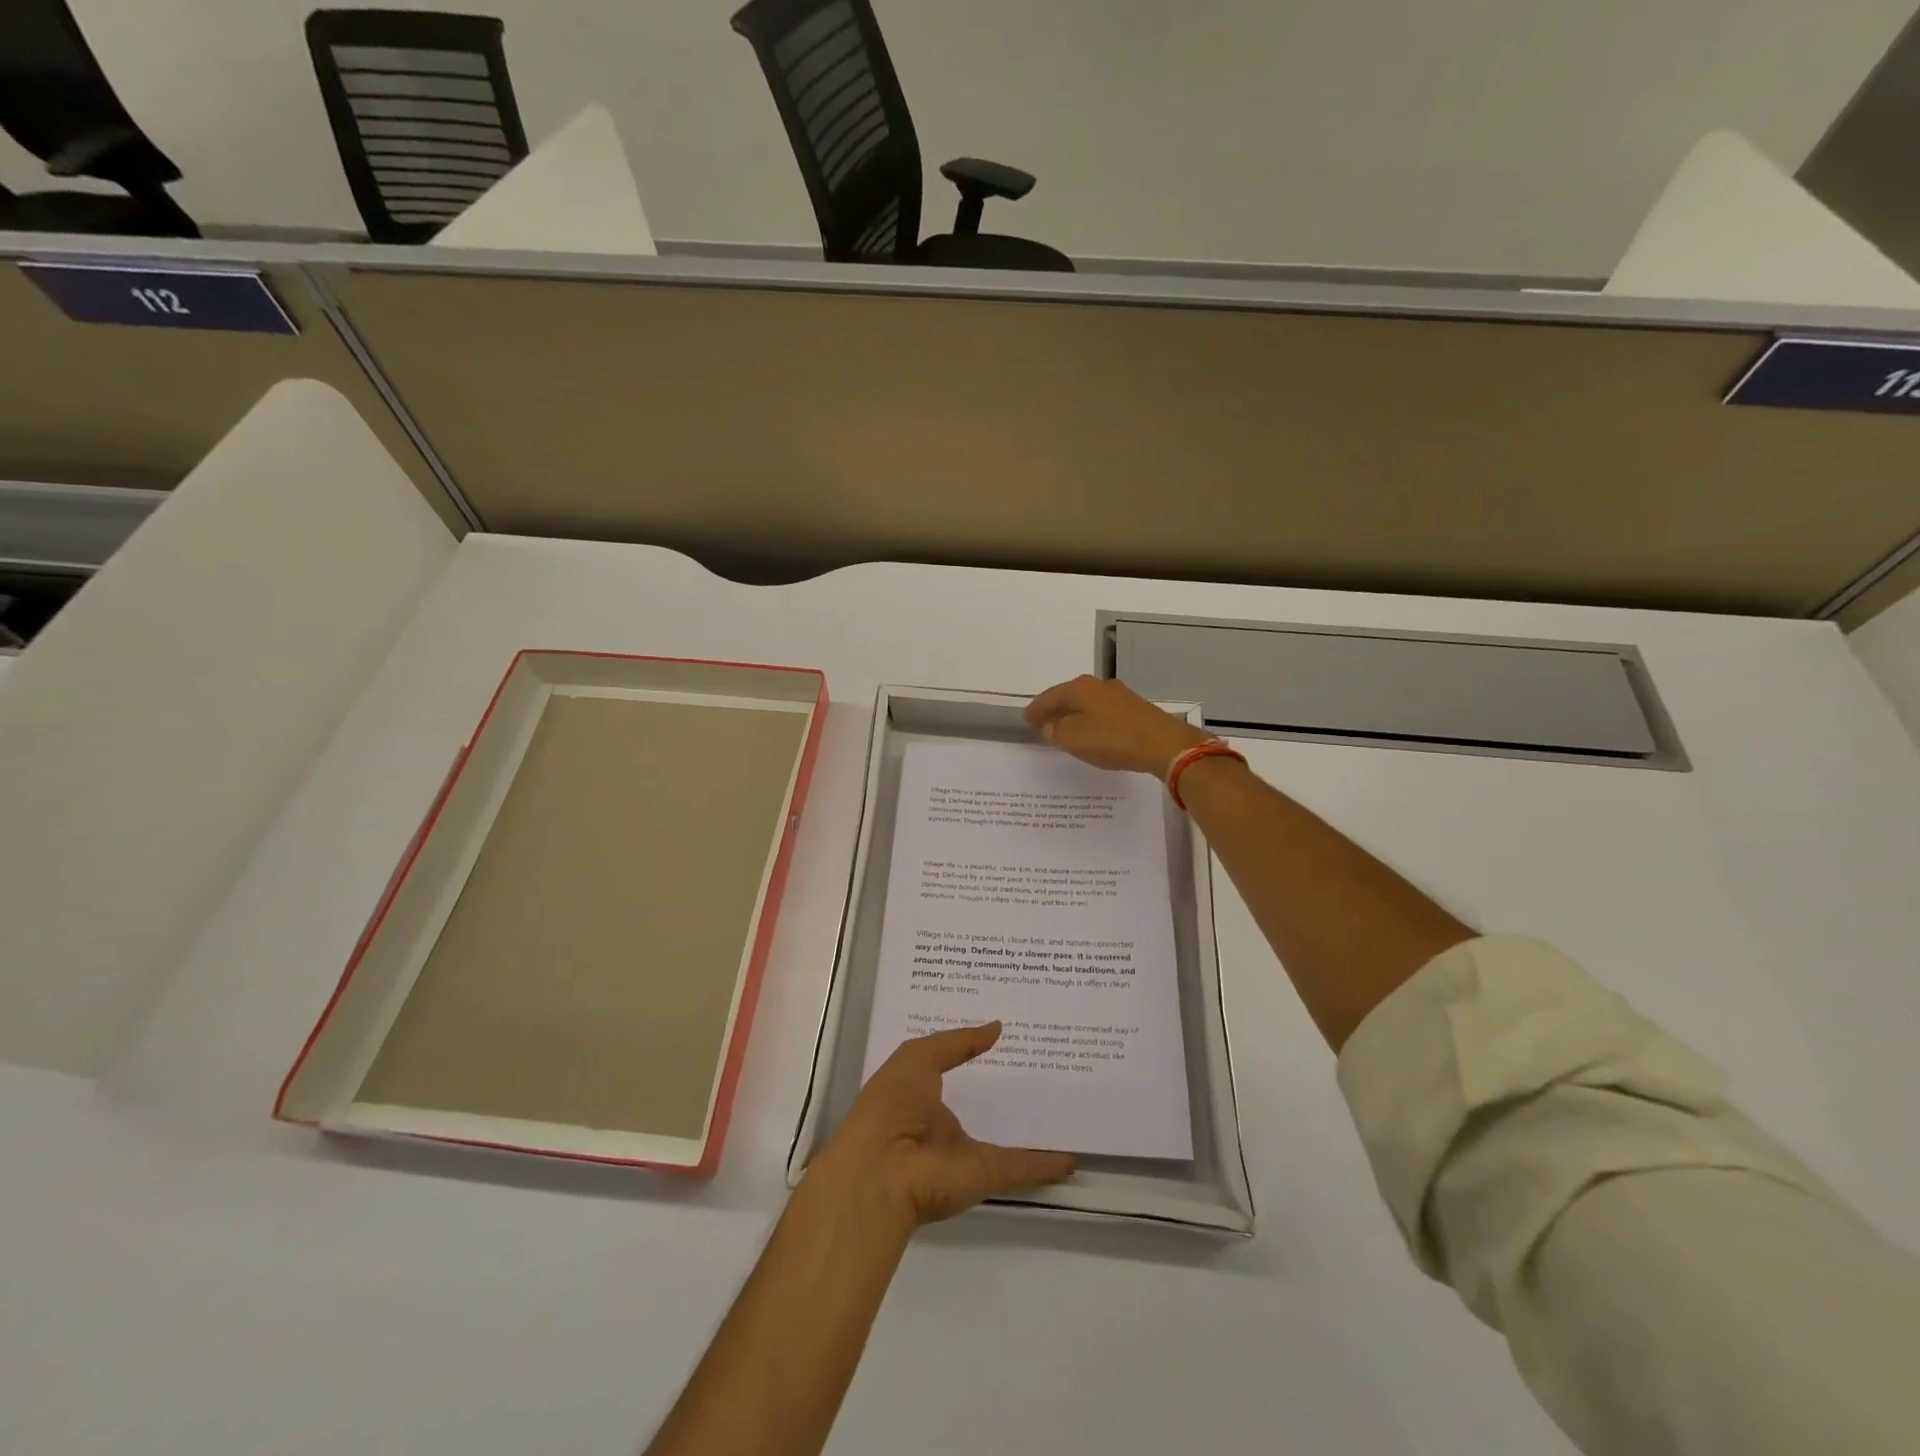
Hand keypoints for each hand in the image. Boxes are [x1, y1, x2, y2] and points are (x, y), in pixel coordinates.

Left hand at [808, 1023, 1074, 1230]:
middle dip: (1005, 1089)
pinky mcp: (985, 1174)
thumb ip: (958, 1042)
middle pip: (980, 1104)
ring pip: (1004, 1139)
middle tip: (1042, 1065)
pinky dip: (1046, 1165)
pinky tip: (1072, 1157)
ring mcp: (965, 1151)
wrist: (881, 1172)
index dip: (973, 1053)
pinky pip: (1021, 1167)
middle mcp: (942, 1124)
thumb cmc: (891, 1104)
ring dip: (1029, 1129)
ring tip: (1063, 1109)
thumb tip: (997, 1027)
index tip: (1004, 1035)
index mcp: (920, 1094)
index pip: (951, 1068)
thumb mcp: (918, 1058)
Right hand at [1024, 674, 1211, 777]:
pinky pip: (1103, 713)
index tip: (1026, 719)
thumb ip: (1057, 731)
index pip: (1049, 697)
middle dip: (1055, 709)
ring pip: (1088, 704)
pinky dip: (1092, 721)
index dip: (1036, 709)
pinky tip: (1092, 732)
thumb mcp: (1074, 739)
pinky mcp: (1136, 710)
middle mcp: (1099, 686)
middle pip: (1069, 696)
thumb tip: (1052, 725)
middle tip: (1043, 723)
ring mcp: (1120, 696)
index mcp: (1080, 688)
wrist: (1163, 744)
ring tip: (1065, 729)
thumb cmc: (1112, 739)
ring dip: (1075, 715)